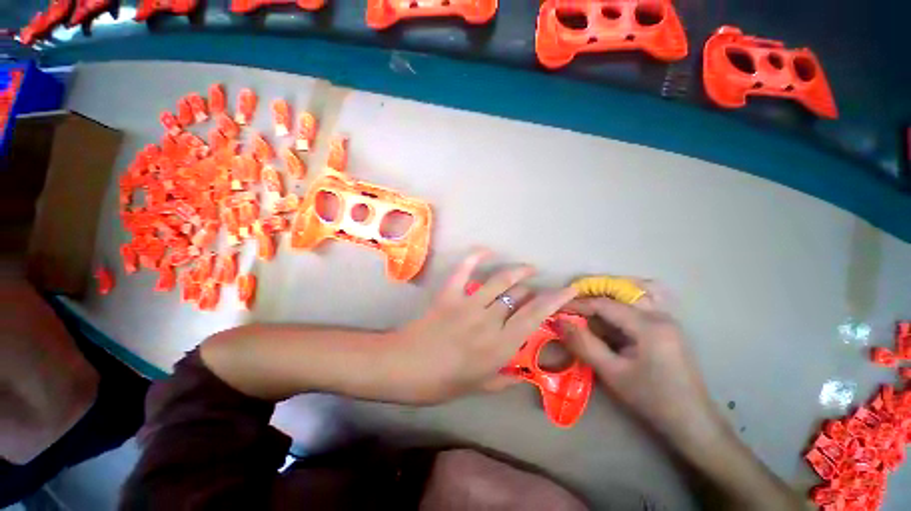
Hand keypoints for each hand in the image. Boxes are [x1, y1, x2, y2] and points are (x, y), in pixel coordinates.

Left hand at [384, 250, 577, 404]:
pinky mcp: (450, 294)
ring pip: (501, 281)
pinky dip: (475, 257)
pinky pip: (464, 270)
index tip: (569, 290)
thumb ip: (506, 381)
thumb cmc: (442, 383)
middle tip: (535, 290)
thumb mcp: (480, 387)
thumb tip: (524, 376)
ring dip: (517, 271)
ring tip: (528, 268)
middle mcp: (491, 321)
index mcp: (501, 346)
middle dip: (533, 290)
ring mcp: (469, 304)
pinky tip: (486, 251)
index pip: (536, 316)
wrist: (405, 368)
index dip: (555, 300)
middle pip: (520, 296)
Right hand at [558, 293, 724, 443]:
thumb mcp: (612, 373)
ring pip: (629, 297)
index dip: (577, 304)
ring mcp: (666, 319)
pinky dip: (617, 307)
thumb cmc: (652, 400)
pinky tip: (607, 318)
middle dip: (589, 297)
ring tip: (584, 309)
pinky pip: (637, 307)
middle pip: (617, 294)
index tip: (556, 309)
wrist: (693, 422)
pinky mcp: (666, 327)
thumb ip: (584, 344)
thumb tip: (559, 321)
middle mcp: (659, 315)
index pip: (604, 304)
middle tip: (568, 307)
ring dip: (604, 299)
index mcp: (649, 325)